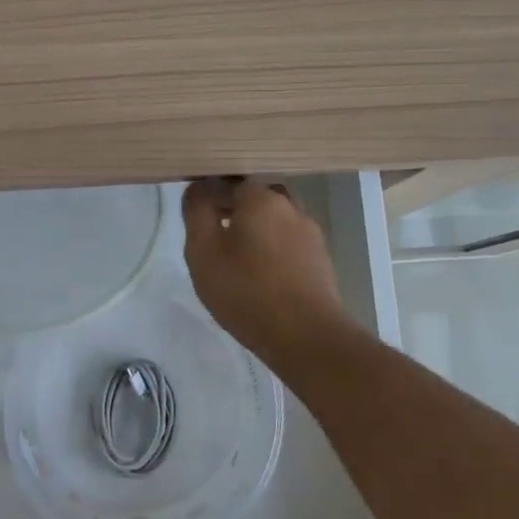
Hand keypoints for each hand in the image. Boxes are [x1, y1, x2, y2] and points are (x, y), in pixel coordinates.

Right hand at [182, 179, 348, 366]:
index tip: (198, 222)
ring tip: (237, 262)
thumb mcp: (203, 251)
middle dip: (236, 213)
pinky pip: (290, 245)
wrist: (305, 335)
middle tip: (216, 241)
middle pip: (257, 200)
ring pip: (276, 222)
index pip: (230, 183)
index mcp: (261, 198)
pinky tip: (262, 277)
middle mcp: (291, 207)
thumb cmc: (246, 289)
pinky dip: (274, 253)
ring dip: (257, 234)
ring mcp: (311, 234)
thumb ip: (197, 213)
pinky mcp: (321, 261)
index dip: (211, 198)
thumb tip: (198, 188)